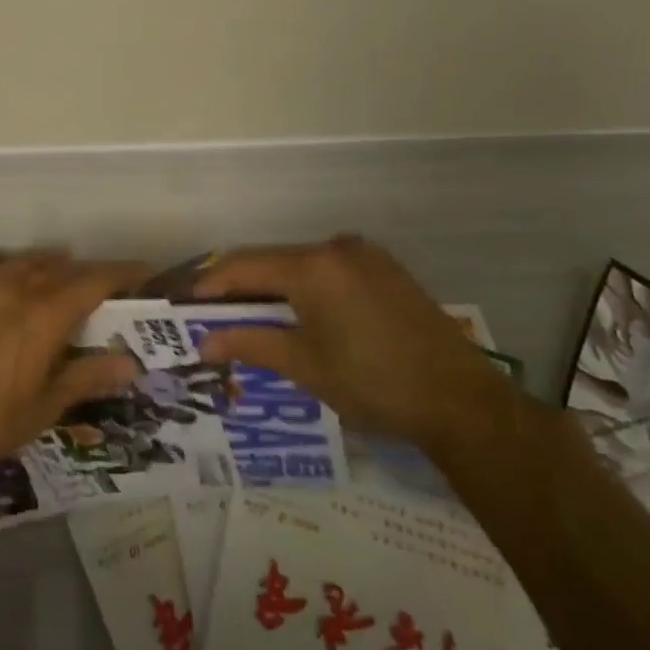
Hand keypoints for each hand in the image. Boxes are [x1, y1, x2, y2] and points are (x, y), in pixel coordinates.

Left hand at [0, 251, 151, 468]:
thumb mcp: (45, 407)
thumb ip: (88, 377)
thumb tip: (131, 363)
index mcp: (46, 315)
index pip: (95, 280)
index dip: (124, 273)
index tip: (146, 273)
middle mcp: (18, 289)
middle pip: (64, 268)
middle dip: (91, 274)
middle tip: (107, 289)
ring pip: (27, 260)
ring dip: (51, 265)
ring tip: (62, 278)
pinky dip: (4, 261)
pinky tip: (8, 272)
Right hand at [194, 236, 511, 447]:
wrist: (462, 401)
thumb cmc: (373, 383)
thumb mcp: (304, 365)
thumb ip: (250, 344)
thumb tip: (204, 343)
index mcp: (312, 267)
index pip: (244, 266)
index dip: (212, 284)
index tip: (187, 303)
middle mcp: (336, 248)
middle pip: (273, 260)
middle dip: (241, 286)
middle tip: (215, 315)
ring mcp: (365, 256)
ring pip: (302, 264)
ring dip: (274, 287)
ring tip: (252, 318)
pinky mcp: (386, 270)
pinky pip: (330, 270)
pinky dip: (306, 287)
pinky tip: (299, 314)